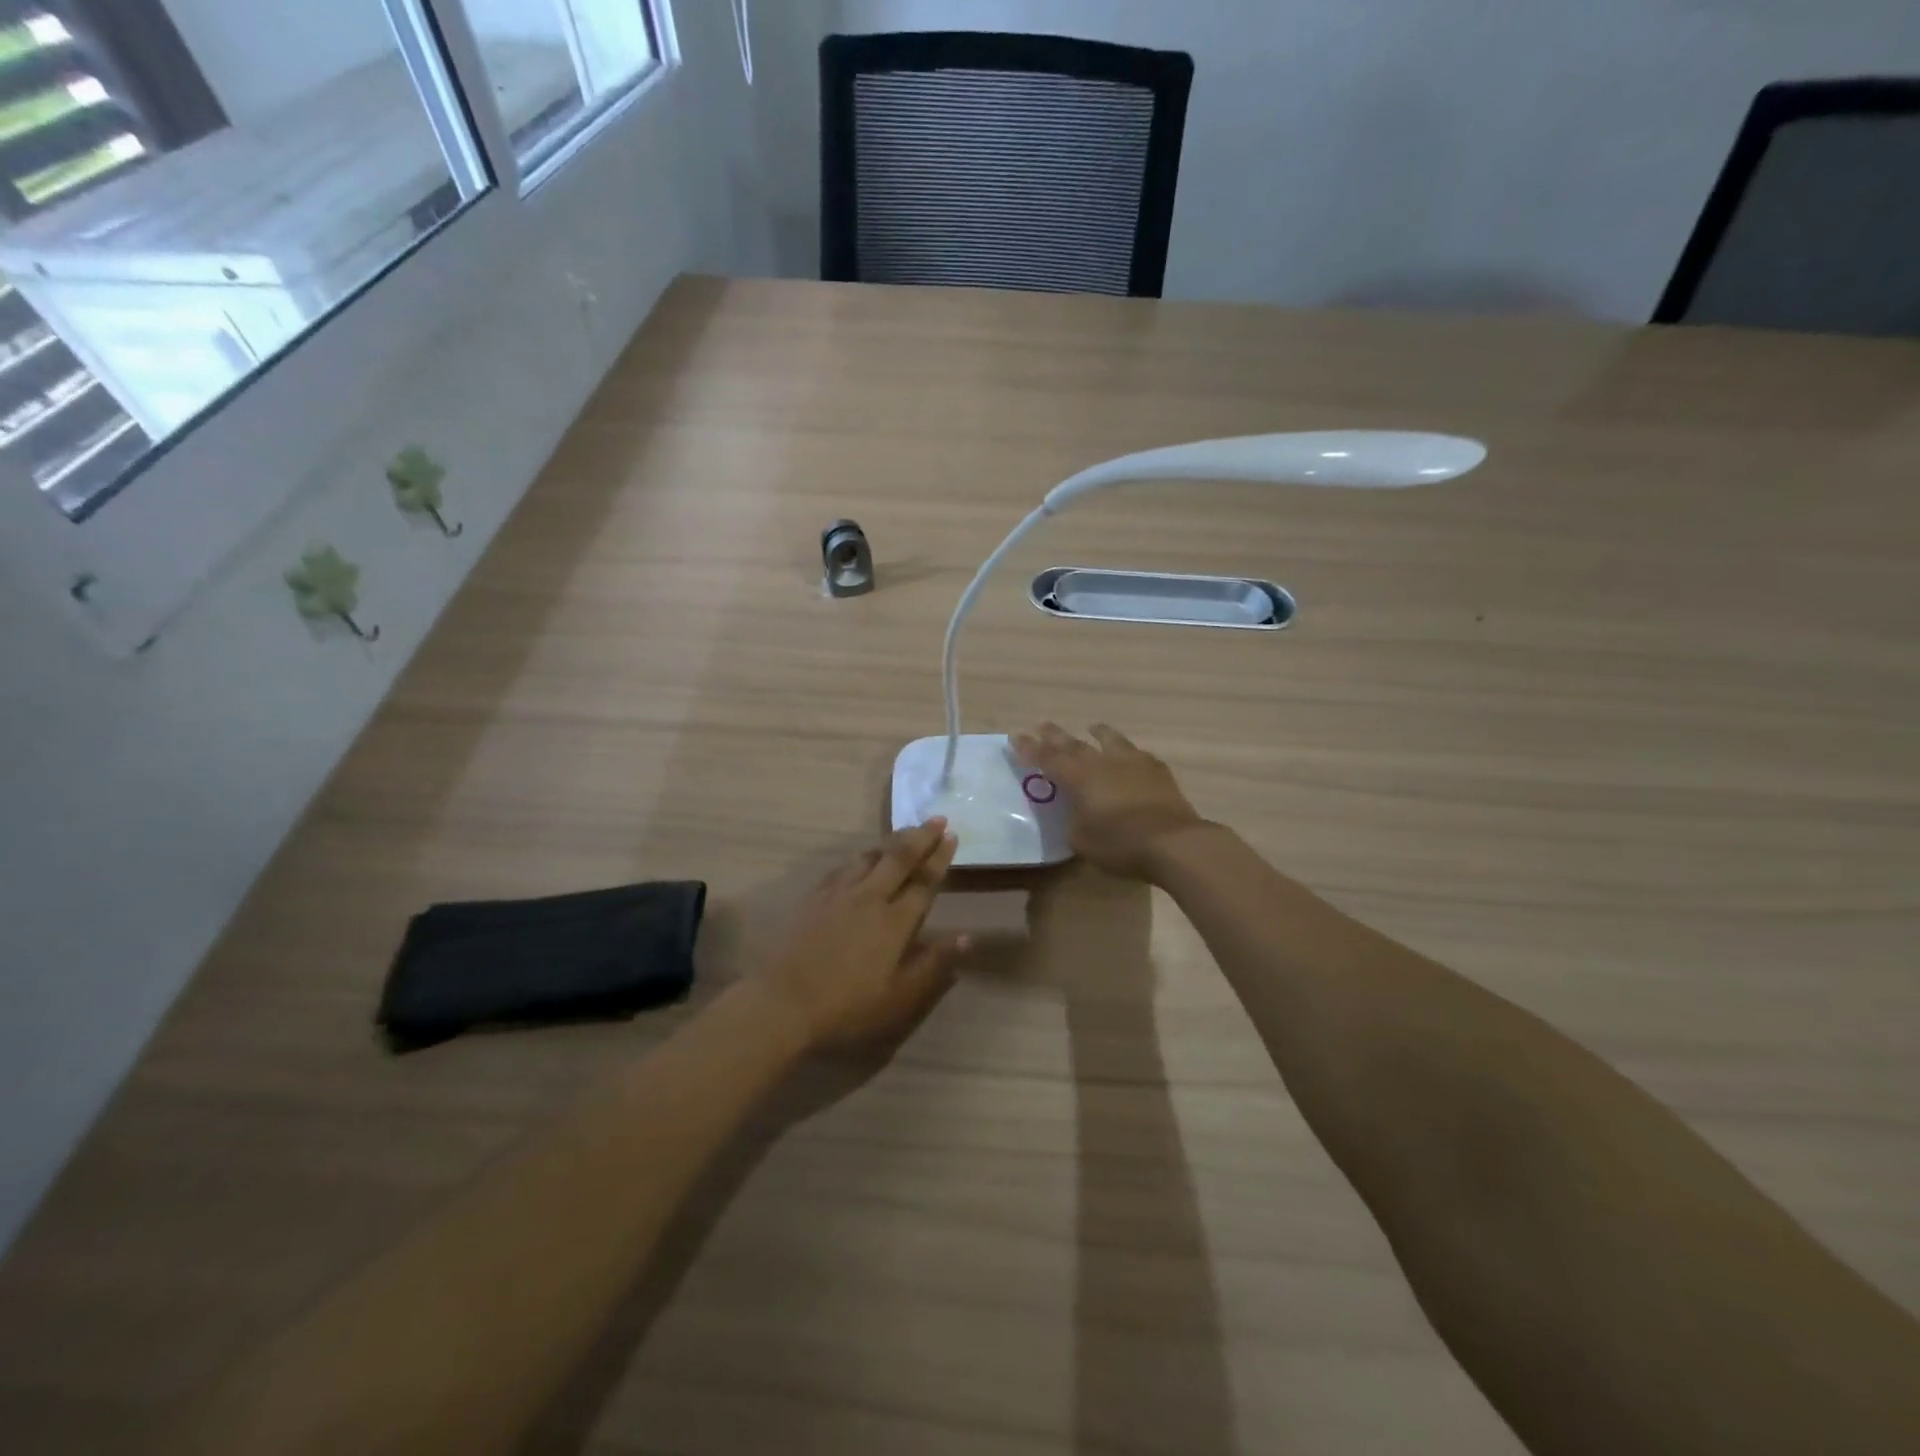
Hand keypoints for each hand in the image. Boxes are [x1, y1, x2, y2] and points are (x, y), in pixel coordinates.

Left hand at [751, 821, 965, 1053]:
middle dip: (921, 836)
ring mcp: (839, 894)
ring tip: (905, 832)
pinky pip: (842, 867)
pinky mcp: (814, 897)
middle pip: (899, 858)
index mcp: (895, 922)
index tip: (951, 836)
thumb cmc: (848, 1007)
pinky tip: (861, 857)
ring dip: (891, 841)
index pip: (924, 881)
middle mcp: (870, 898)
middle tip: (937, 818)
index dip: (940, 858)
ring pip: (870, 856)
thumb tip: (967, 937)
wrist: (784, 1003)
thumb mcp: (900, 997)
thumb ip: (933, 963)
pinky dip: (860, 856)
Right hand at [1012, 723, 1208, 880]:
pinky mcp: (1157, 770)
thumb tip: (1076, 814)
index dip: (1030, 748)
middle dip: (1055, 736)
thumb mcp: (1083, 841)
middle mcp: (1103, 762)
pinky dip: (1126, 751)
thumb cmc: (1121, 844)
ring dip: (1098, 733)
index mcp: (1079, 778)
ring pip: (1110, 740)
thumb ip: (1074, 822)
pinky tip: (1129, 754)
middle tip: (1042, 725)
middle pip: (1074, 744)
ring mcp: (1133, 762)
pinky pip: (1136, 754)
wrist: (1174, 842)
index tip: (1015, 735)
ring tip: (1092, 727)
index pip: (1047, 758)